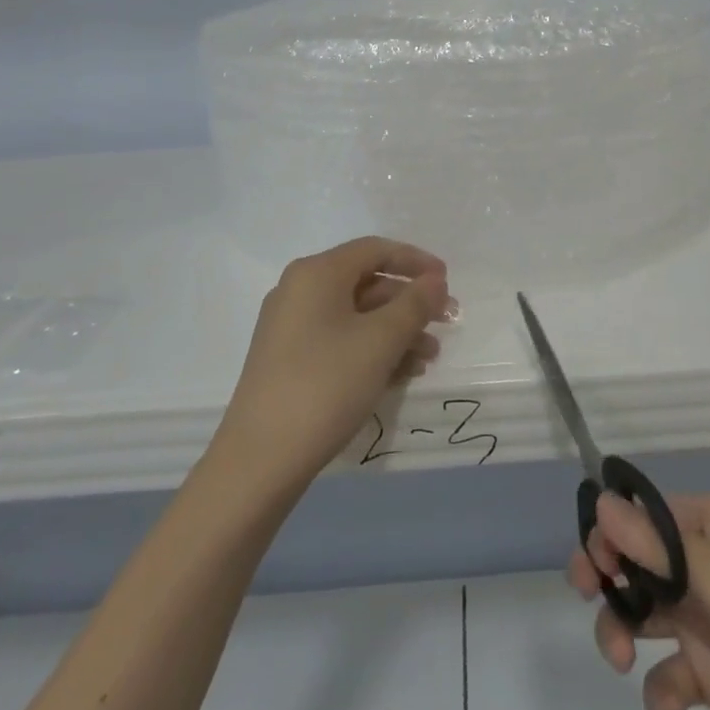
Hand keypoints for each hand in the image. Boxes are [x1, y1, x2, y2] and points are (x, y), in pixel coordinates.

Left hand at [215, 237, 454, 491]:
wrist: (260, 459)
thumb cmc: (326, 385)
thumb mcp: (380, 341)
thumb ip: (414, 304)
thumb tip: (435, 279)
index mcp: (317, 273)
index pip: (375, 249)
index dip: (416, 261)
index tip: (448, 281)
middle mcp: (300, 290)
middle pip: (367, 282)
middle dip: (410, 303)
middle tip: (447, 323)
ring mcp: (291, 327)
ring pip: (357, 316)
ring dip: (397, 331)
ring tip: (429, 359)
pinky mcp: (290, 360)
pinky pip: (341, 340)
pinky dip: (373, 350)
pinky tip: (401, 374)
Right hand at [572, 492, 709, 709]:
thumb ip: (656, 548)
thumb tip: (599, 503)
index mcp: (709, 526)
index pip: (643, 516)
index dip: (610, 532)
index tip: (592, 561)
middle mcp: (702, 566)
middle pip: (634, 563)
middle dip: (608, 580)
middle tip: (585, 593)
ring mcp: (706, 621)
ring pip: (642, 616)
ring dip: (622, 633)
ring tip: (623, 658)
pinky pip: (669, 676)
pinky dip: (661, 693)